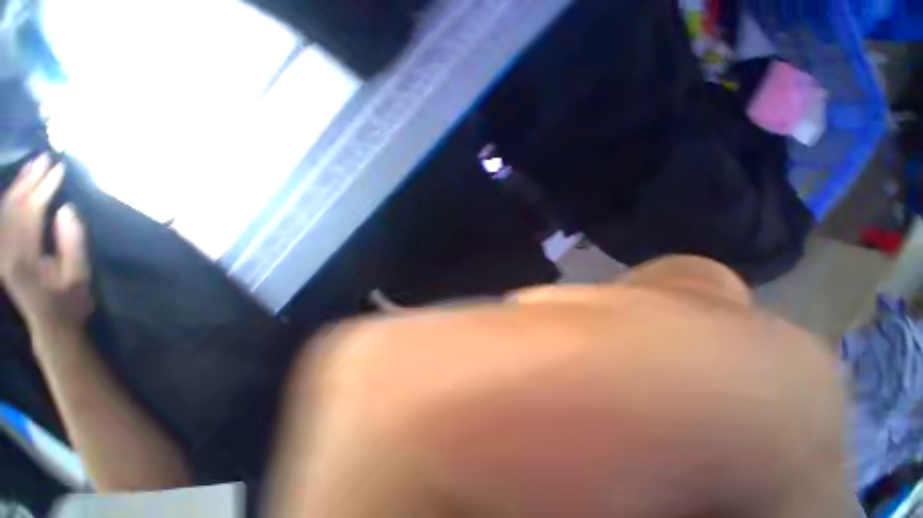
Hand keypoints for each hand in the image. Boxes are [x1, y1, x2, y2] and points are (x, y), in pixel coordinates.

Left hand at [0, 155, 92, 329]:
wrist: (51, 325)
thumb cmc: (70, 302)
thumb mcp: (78, 276)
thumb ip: (72, 242)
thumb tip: (67, 208)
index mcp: (23, 258)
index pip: (30, 212)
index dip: (44, 188)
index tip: (59, 169)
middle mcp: (4, 251)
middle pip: (13, 207)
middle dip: (29, 181)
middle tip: (45, 159)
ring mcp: (0, 252)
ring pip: (4, 210)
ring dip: (18, 185)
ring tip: (33, 166)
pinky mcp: (1, 252)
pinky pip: (2, 219)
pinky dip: (10, 199)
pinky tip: (19, 188)